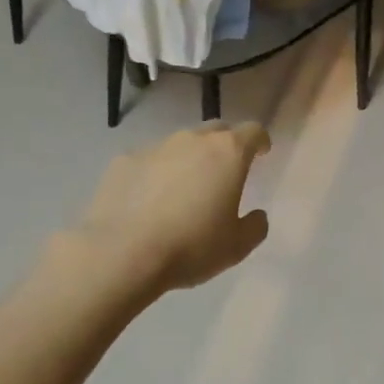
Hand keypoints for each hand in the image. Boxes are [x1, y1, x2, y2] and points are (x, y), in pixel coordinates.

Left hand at [65, 122, 272, 293]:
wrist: (121, 253)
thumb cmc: (191, 246)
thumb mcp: (237, 246)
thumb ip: (255, 226)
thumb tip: (256, 215)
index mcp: (228, 153)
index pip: (252, 131)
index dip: (260, 141)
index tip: (262, 153)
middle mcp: (192, 140)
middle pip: (216, 130)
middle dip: (225, 145)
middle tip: (225, 171)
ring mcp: (155, 147)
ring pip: (180, 144)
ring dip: (188, 159)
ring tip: (184, 188)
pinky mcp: (123, 160)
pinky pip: (149, 160)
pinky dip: (155, 173)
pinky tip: (148, 199)